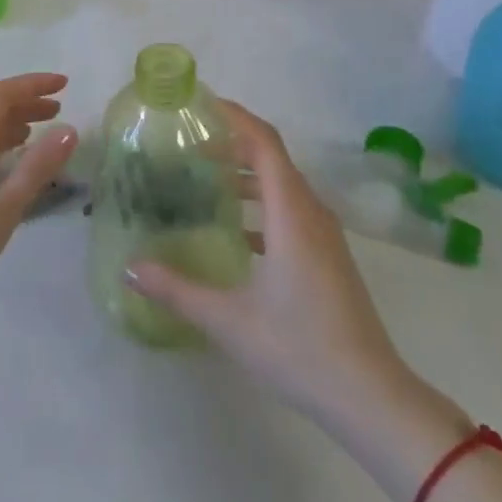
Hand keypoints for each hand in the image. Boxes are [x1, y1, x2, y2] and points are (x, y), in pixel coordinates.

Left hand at [0, 73, 76, 303]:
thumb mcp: (2, 209)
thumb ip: (36, 168)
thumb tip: (69, 130)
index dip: (32, 85)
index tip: (64, 85)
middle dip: (25, 105)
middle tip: (58, 111)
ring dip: (13, 128)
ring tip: (39, 135)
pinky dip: (0, 152)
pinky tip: (11, 167)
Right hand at [127, 99, 411, 427]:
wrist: (370, 397)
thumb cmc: (299, 348)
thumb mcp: (228, 320)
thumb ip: (177, 290)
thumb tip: (130, 268)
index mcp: (290, 212)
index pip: (264, 142)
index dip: (234, 117)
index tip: (200, 105)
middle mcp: (311, 212)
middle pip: (272, 157)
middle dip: (232, 143)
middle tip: (188, 145)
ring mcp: (325, 235)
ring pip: (283, 184)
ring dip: (246, 174)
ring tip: (204, 179)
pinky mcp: (328, 256)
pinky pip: (291, 210)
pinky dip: (261, 203)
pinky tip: (234, 230)